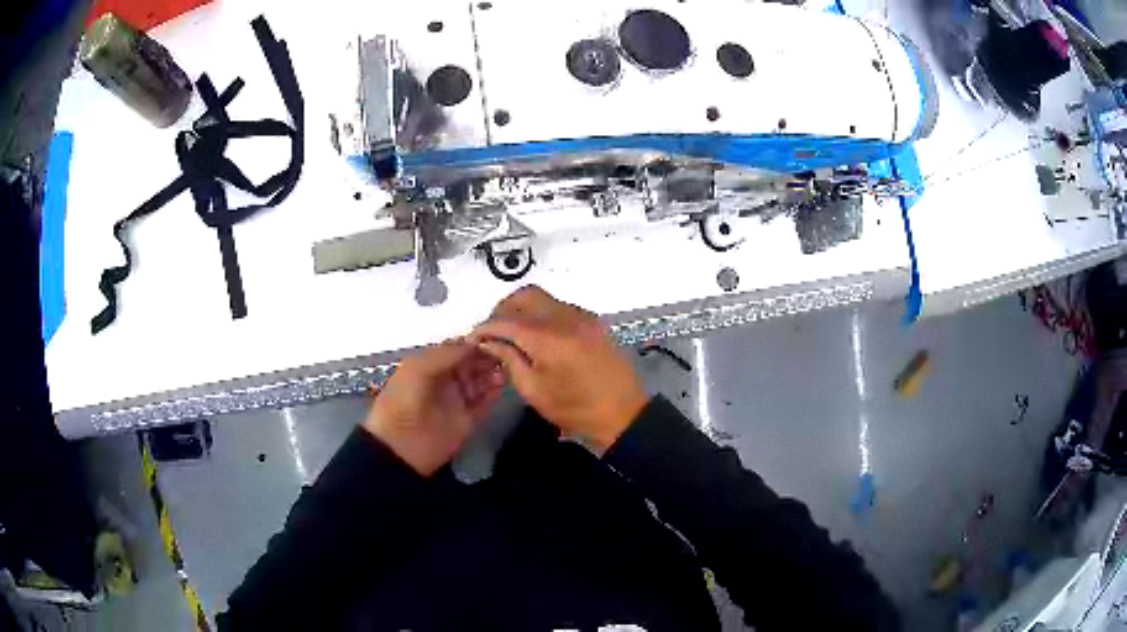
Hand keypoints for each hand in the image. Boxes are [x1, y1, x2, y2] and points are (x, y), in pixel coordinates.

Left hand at [363, 340, 504, 475]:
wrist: (401, 444)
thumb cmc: (405, 399)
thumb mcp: (419, 368)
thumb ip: (448, 353)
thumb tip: (476, 342)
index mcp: (430, 364)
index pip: (457, 348)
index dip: (474, 342)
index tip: (492, 337)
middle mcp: (446, 379)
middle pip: (472, 363)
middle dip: (486, 356)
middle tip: (503, 352)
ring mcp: (458, 399)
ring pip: (481, 381)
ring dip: (493, 373)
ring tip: (504, 369)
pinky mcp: (468, 419)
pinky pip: (485, 402)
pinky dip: (494, 393)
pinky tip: (502, 384)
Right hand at [471, 286, 648, 453]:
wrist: (624, 413)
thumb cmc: (575, 409)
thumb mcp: (534, 390)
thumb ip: (509, 359)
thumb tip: (489, 341)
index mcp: (548, 337)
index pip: (506, 320)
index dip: (486, 327)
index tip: (474, 337)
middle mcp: (565, 317)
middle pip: (525, 296)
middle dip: (503, 309)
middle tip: (493, 331)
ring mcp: (582, 316)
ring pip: (543, 297)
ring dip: (523, 309)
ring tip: (513, 332)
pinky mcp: (593, 321)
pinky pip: (560, 305)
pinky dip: (542, 313)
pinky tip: (537, 335)